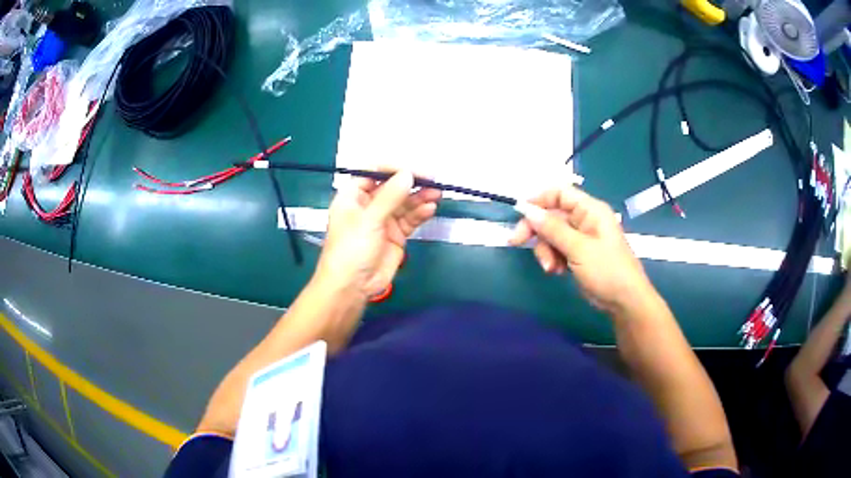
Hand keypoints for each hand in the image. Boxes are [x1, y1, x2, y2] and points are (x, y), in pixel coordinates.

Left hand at [314, 171, 440, 297]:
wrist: (352, 287)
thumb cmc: (351, 250)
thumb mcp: (369, 219)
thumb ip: (390, 196)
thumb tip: (408, 174)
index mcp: (353, 195)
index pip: (373, 172)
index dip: (393, 168)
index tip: (413, 169)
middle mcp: (368, 205)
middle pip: (393, 186)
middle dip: (411, 183)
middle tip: (432, 180)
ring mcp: (383, 220)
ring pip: (404, 203)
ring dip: (420, 198)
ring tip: (436, 194)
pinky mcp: (396, 235)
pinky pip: (410, 219)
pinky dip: (420, 213)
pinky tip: (430, 209)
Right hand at [509, 186, 652, 313]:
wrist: (625, 301)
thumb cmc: (607, 270)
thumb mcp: (578, 248)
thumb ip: (553, 229)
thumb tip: (527, 210)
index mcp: (590, 210)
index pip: (559, 193)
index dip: (538, 200)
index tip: (519, 214)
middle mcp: (584, 219)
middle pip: (551, 215)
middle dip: (537, 231)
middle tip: (517, 243)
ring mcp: (581, 238)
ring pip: (551, 235)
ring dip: (545, 250)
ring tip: (551, 268)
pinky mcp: (578, 254)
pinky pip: (557, 249)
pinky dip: (553, 259)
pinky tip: (557, 272)